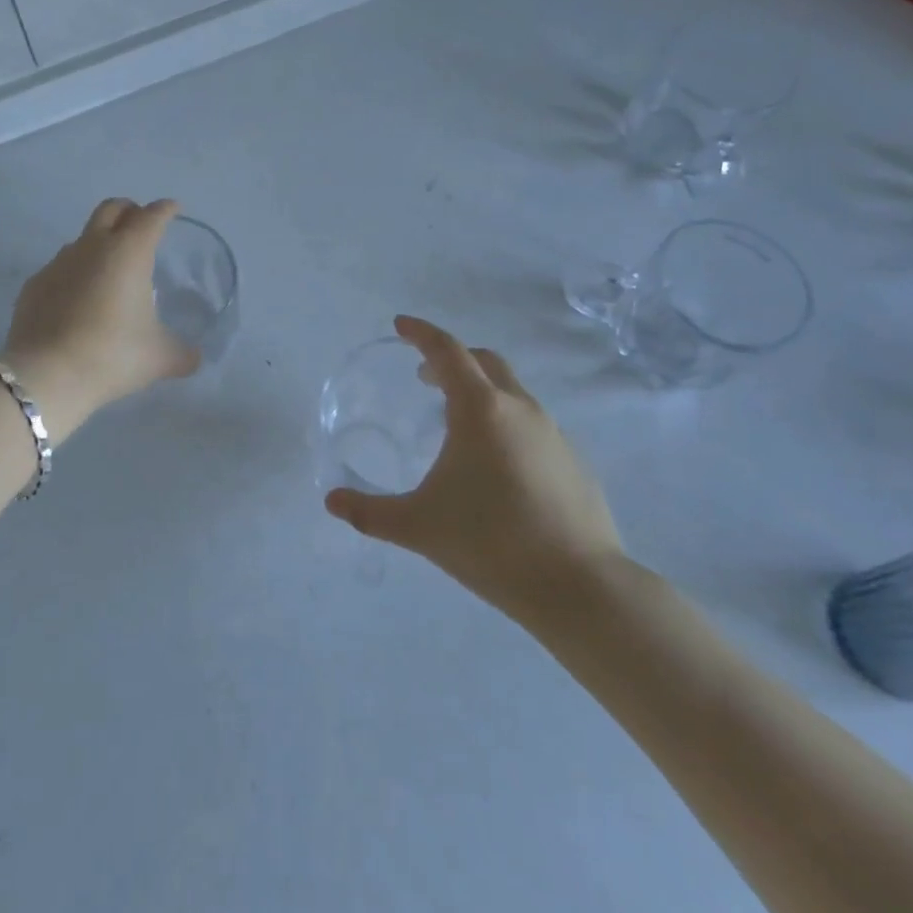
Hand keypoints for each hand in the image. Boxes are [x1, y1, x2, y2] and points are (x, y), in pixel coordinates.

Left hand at [1, 198, 200, 431]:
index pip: (152, 217)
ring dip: (99, 243)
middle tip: (140, 225)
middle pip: (111, 209)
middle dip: (129, 210)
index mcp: (129, 252)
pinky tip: (78, 301)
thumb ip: (182, 353)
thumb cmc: (112, 355)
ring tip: (110, 272)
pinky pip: (60, 268)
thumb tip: (194, 358)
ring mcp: (58, 263)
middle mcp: (92, 247)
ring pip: (83, 238)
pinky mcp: (35, 284)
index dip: (165, 209)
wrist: (46, 374)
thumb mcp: (159, 358)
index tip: (173, 209)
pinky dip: (75, 274)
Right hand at [323, 316, 623, 627]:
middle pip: (484, 362)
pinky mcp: (574, 461)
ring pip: (512, 392)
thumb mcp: (419, 526)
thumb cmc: (491, 542)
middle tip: (424, 377)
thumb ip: (370, 512)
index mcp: (480, 409)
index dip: (421, 333)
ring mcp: (553, 433)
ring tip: (456, 424)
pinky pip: (532, 424)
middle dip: (452, 359)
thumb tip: (332, 502)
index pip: (446, 351)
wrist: (580, 587)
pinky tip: (496, 465)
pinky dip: (506, 422)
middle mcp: (519, 409)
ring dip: (480, 392)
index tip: (400, 325)